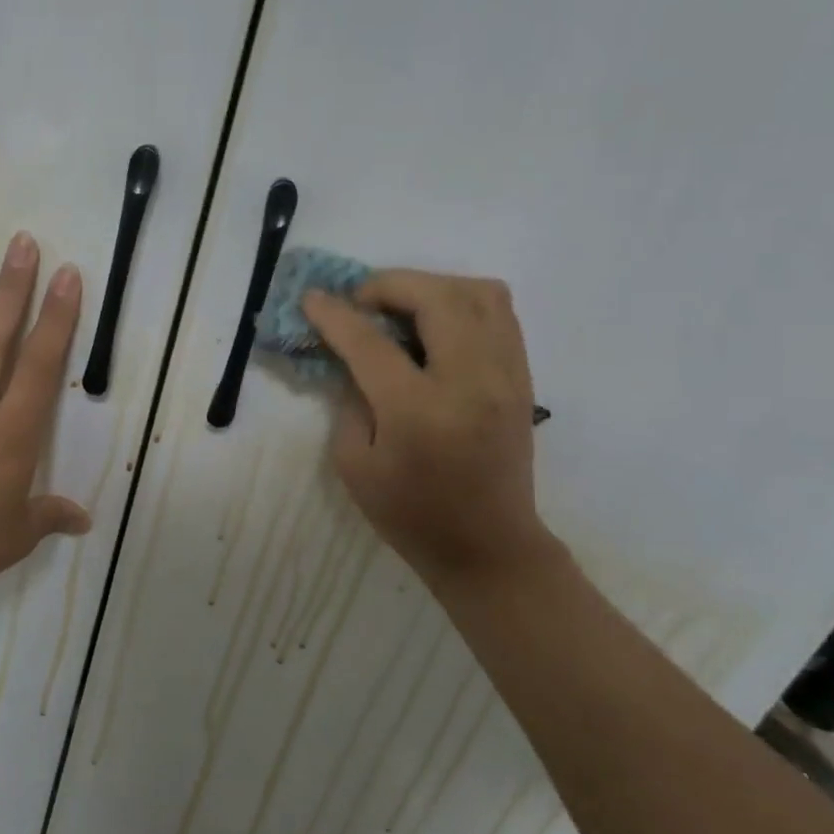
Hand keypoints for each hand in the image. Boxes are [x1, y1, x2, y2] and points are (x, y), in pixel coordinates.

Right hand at [302, 272, 553, 582]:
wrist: (488, 548)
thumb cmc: (410, 514)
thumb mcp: (354, 463)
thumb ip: (348, 399)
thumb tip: (351, 354)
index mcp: (419, 412)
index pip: (371, 343)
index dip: (334, 314)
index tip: (311, 297)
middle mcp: (470, 383)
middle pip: (436, 298)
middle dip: (389, 285)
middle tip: (361, 302)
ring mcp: (505, 376)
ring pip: (478, 292)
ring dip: (430, 286)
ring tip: (400, 307)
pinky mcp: (522, 378)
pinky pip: (499, 312)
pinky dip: (460, 301)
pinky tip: (433, 323)